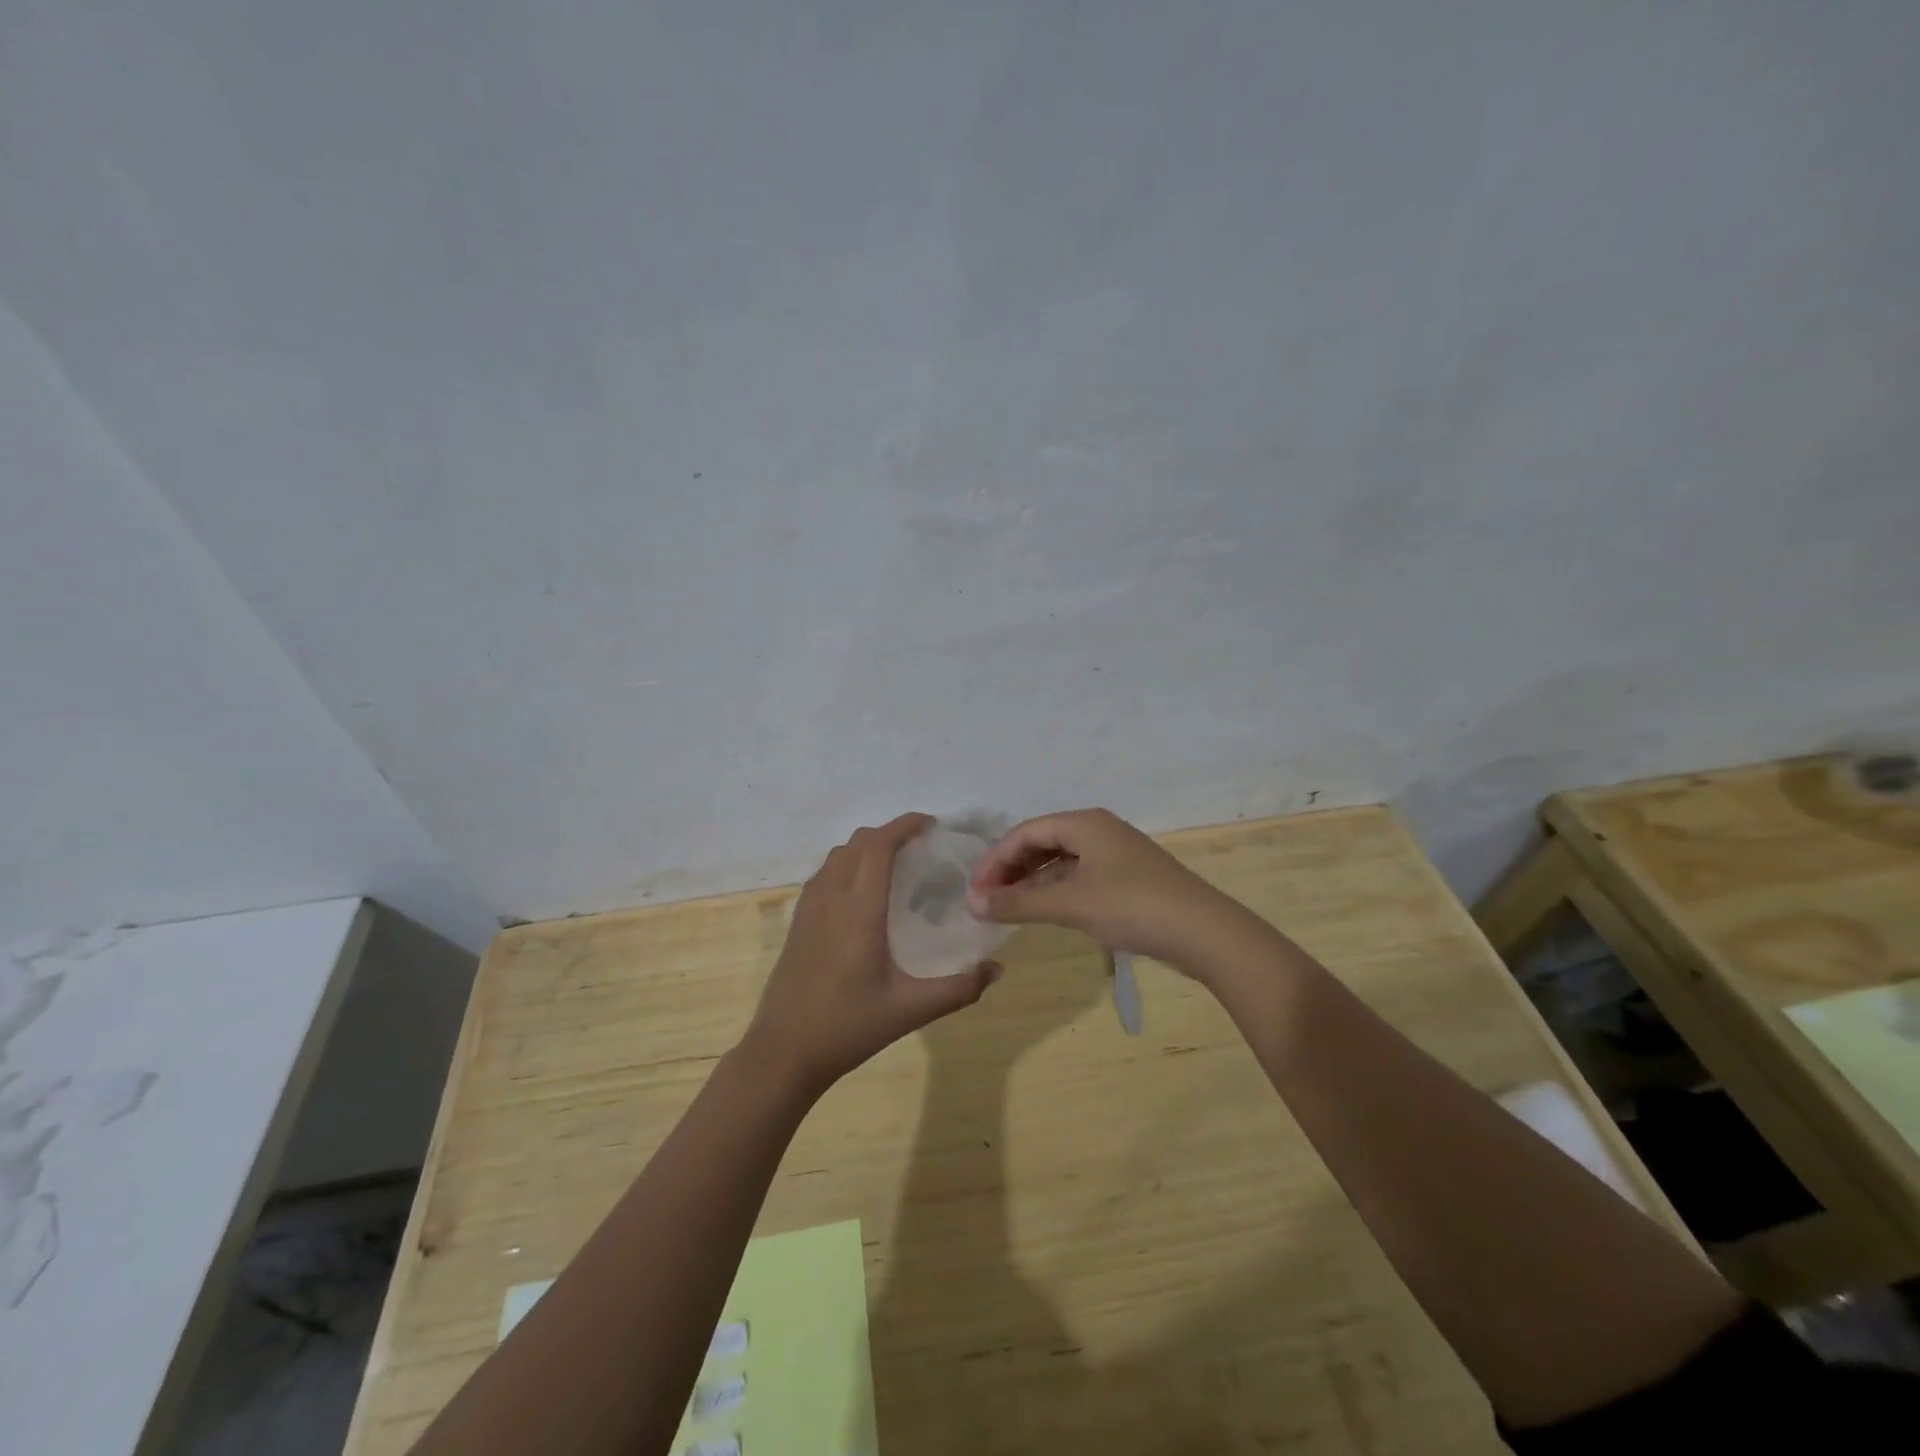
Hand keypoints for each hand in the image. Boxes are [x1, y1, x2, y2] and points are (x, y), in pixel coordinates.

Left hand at [742, 813, 1001, 1094]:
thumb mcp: (910, 1010)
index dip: (904, 825)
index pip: (878, 846)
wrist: (783, 1052)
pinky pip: (823, 874)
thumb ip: (958, 989)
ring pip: (837, 855)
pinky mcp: (798, 923)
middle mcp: (831, 899)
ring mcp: (809, 909)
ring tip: (894, 863)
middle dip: (889, 832)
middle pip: (857, 842)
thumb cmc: (847, 1027)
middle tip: (920, 845)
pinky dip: (846, 864)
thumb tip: (996, 969)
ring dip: (866, 846)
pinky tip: (862, 892)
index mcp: (858, 911)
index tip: (931, 825)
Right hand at [967, 808, 1253, 974]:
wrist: (1204, 932)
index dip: (996, 859)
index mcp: (1085, 823)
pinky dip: (1055, 891)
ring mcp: (1115, 854)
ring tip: (1008, 909)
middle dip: (1012, 870)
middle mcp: (1098, 830)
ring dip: (1032, 882)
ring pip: (1060, 861)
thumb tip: (972, 903)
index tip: (975, 891)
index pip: (1025, 832)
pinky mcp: (1127, 878)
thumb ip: (1018, 904)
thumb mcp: (1070, 904)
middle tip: (988, 900)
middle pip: (1042, 842)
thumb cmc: (1132, 907)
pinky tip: (1043, 912)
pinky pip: (1078, 876)